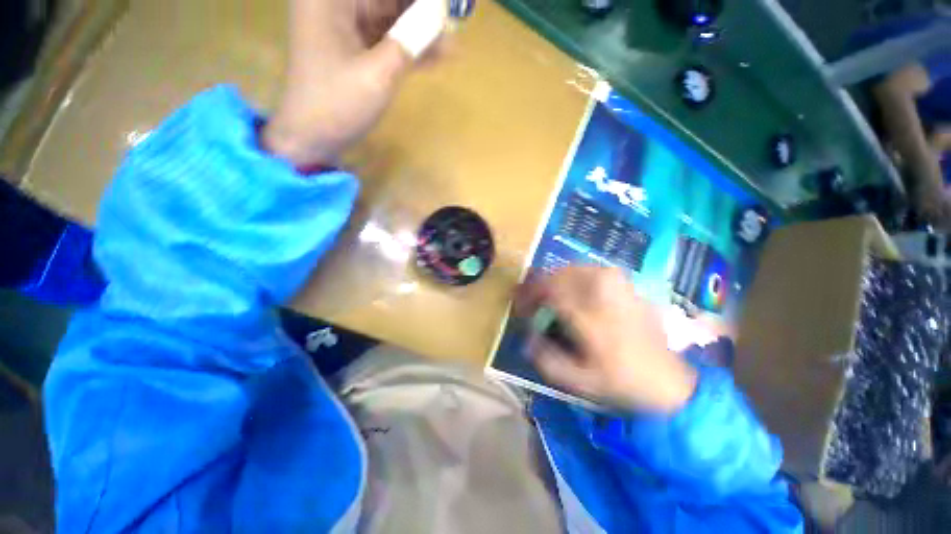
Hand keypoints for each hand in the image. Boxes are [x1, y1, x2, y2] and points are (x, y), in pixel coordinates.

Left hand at [262, 0, 449, 167]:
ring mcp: (346, 26)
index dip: (417, 1)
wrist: (313, 137)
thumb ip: (410, 41)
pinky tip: (437, 56)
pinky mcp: (355, 48)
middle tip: (452, 21)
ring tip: (452, 45)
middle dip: (421, 12)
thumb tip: (440, 14)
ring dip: (421, 32)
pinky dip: (409, 47)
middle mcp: (336, 4)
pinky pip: (387, 39)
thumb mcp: (378, 74)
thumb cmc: (338, 104)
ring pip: (391, 18)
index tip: (442, 8)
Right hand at [515, 267, 697, 413]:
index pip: (549, 290)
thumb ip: (546, 358)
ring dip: (556, 281)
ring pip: (573, 269)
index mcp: (590, 316)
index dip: (530, 295)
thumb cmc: (621, 381)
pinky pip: (590, 271)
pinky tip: (573, 293)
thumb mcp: (578, 380)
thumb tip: (528, 337)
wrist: (668, 379)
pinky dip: (573, 278)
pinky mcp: (625, 284)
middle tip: (534, 303)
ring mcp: (617, 284)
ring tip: (551, 298)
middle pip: (559, 275)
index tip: (522, 307)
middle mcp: (603, 292)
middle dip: (541, 286)